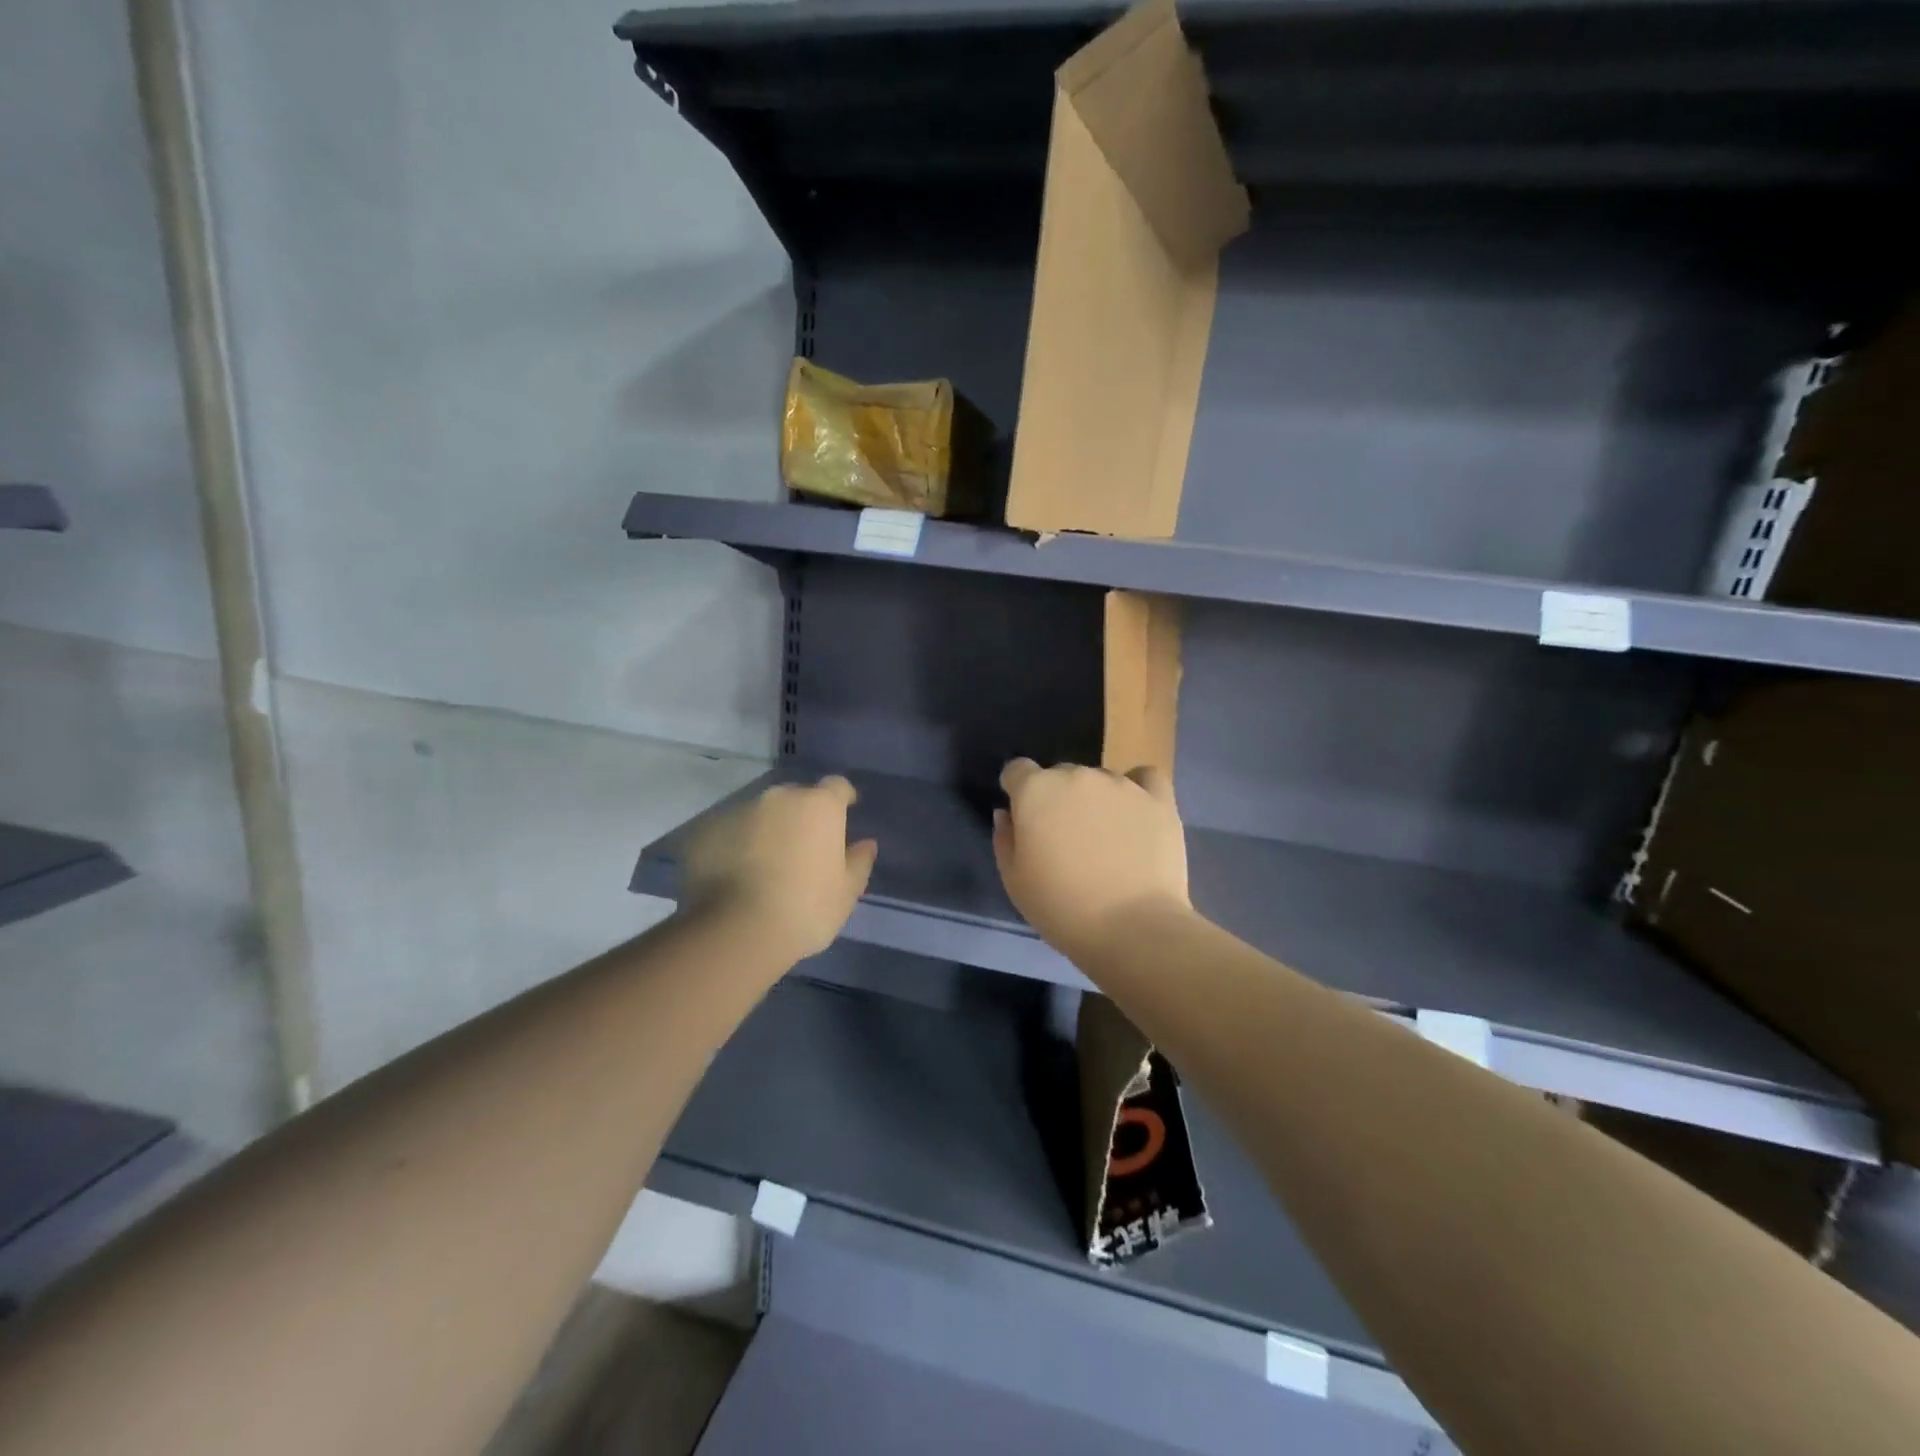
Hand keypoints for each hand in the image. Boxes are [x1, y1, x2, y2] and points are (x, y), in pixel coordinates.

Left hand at [681, 776, 878, 960]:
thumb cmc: (805, 909)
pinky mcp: (705, 831)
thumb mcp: (846, 892)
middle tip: (803, 846)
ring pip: (759, 813)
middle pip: (796, 797)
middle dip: (801, 815)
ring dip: (766, 829)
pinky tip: (736, 873)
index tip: (845, 812)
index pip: (837, 786)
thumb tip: (866, 844)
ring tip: (765, 863)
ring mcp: (737, 811)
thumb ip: (859, 862)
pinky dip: (736, 844)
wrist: (736, 931)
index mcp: (819, 806)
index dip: (842, 797)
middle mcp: (778, 798)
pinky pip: (728, 832)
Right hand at [992, 759, 1190, 958]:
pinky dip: (1139, 790)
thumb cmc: (1062, 908)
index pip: (1017, 770)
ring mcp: (1121, 784)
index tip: (1024, 819)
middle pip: (1060, 775)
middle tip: (1066, 839)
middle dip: (1058, 799)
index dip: (1017, 791)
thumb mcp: (1015, 881)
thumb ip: (1005, 838)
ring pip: (1100, 779)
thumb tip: (1007, 813)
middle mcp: (1077, 775)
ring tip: (1107, 839)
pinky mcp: (1158, 799)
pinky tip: (1136, 813)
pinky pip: (1146, 778)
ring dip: (1096, 800)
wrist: (1132, 928)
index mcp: (1036, 790)